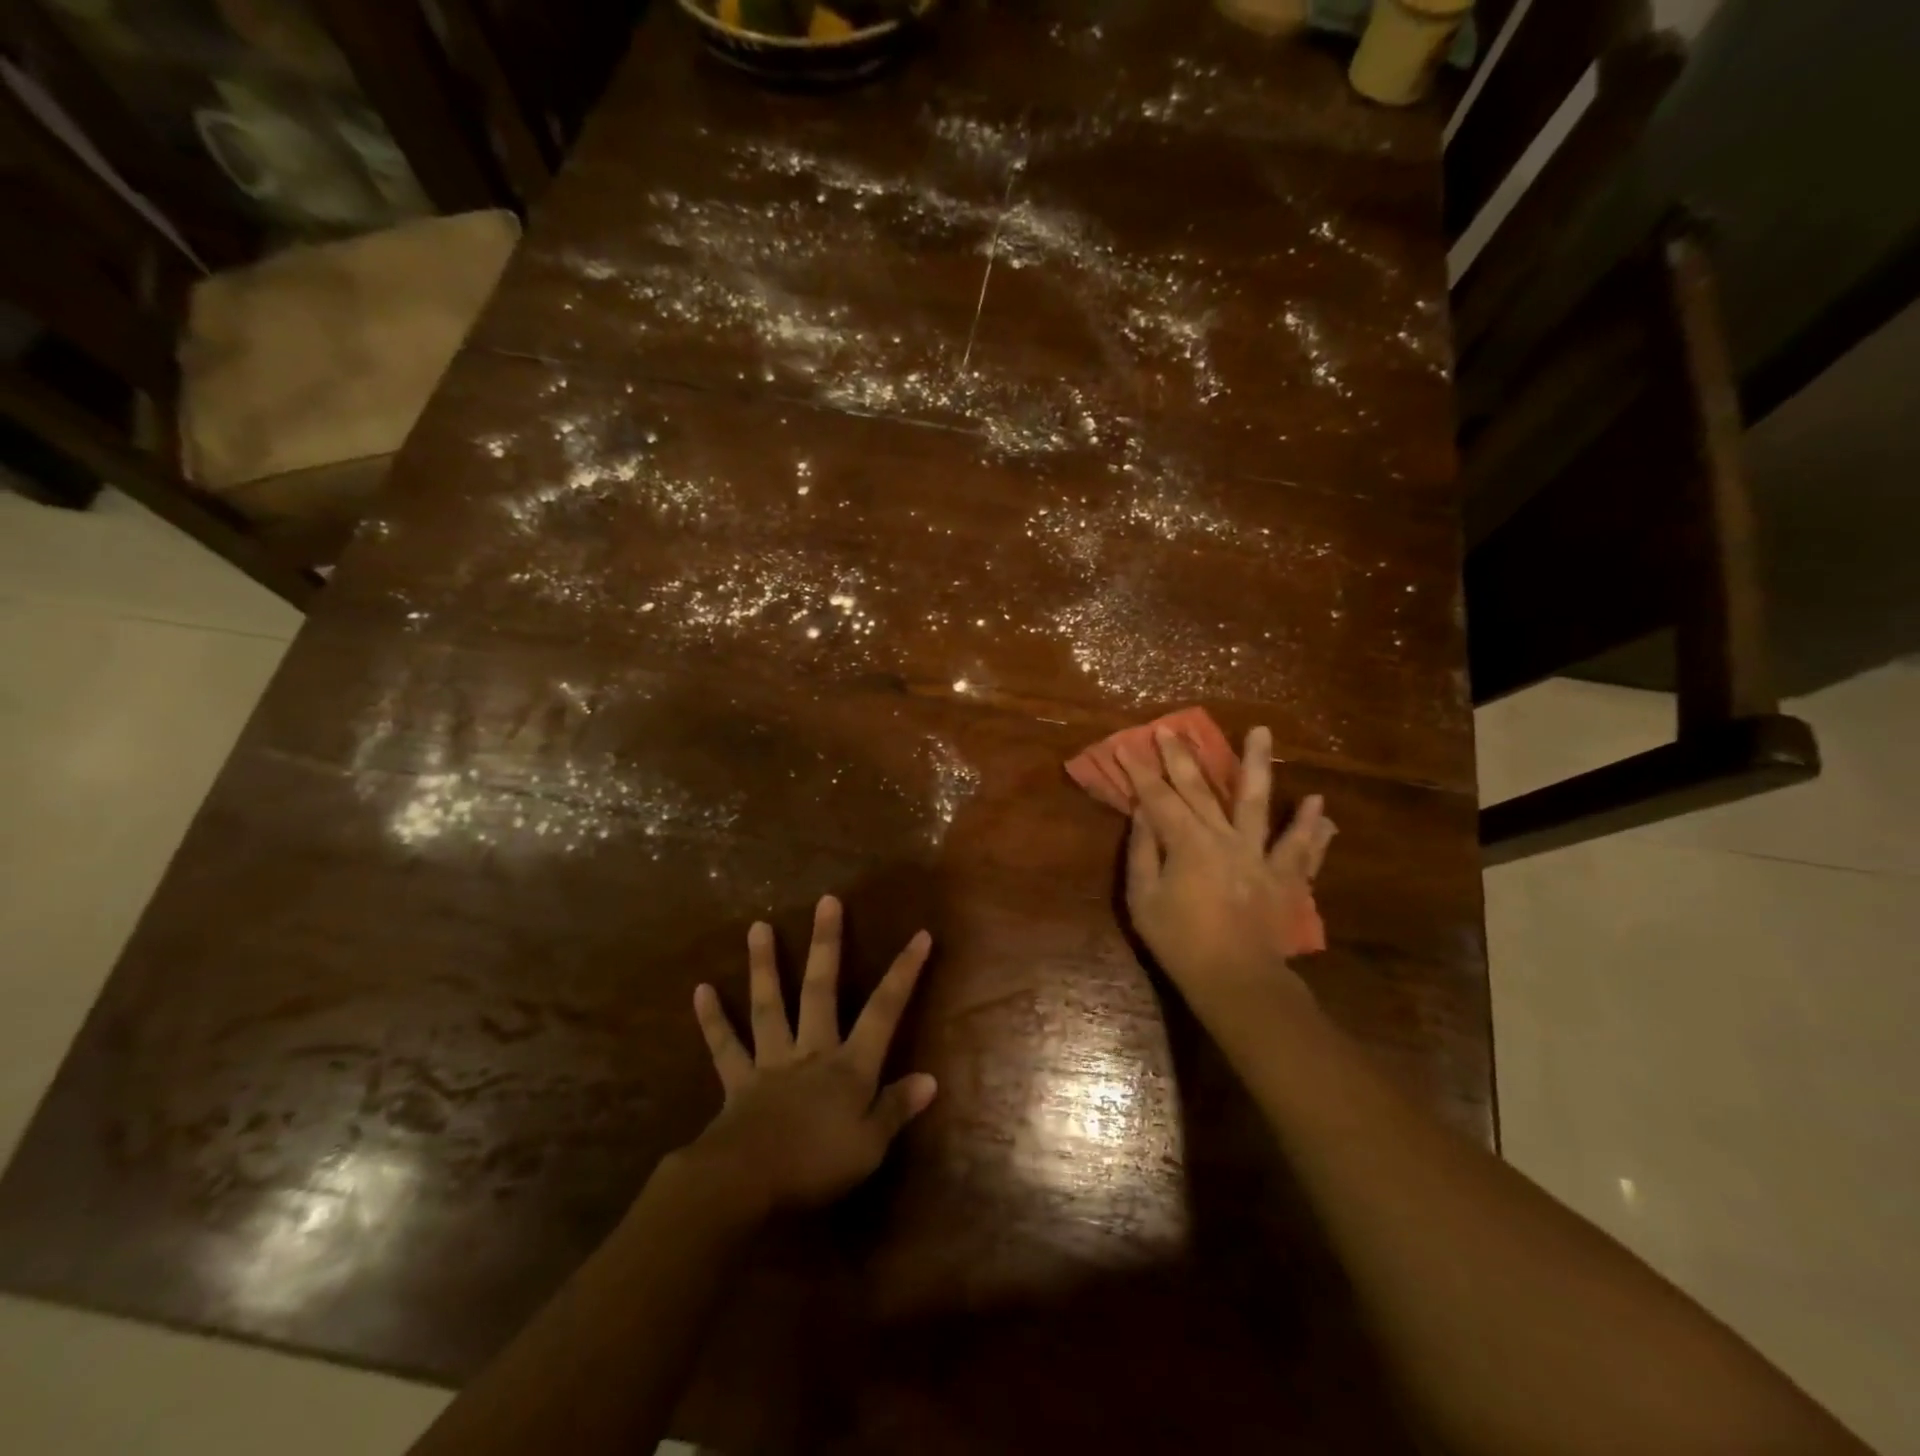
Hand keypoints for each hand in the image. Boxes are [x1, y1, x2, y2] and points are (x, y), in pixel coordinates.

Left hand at [685, 896, 937, 1216]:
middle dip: (826, 945)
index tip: (919, 935)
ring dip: (764, 966)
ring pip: (769, 1005)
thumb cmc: (815, 1165)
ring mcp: (772, 1061)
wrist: (746, 1183)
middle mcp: (812, 1051)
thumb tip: (930, 1079)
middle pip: (821, 990)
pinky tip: (701, 990)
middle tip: (826, 901)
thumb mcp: (869, 1146)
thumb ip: (897, 1108)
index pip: (884, 1011)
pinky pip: (725, 1047)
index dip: (904, 973)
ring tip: (757, 926)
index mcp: (849, 1066)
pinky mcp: (738, 1081)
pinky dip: (713, 1020)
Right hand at [1118, 725, 1335, 1014]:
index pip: (1158, 798)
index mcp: (1187, 843)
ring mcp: (1259, 854)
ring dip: (1257, 765)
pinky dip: (1311, 827)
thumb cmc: (1180, 942)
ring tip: (1261, 732)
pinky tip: (1320, 804)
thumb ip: (1142, 852)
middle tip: (1173, 728)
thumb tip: (1142, 814)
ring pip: (1258, 802)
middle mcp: (1224, 838)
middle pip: (1201, 789)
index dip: (1140, 772)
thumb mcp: (1143, 899)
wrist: (1236, 979)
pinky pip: (1301, 848)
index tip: (1127, 747)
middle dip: (1183, 757)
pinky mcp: (1285, 877)